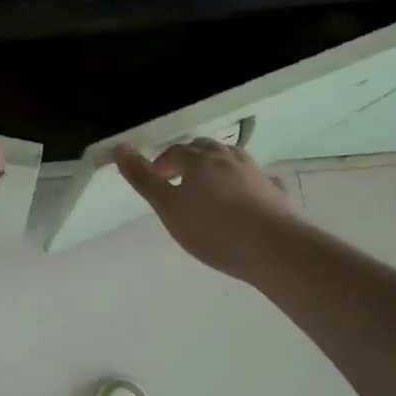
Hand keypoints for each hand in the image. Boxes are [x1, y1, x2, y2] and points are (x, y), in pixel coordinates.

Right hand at [115, 140, 298, 281]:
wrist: (273, 249)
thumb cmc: (212, 229)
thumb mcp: (168, 207)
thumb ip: (143, 179)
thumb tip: (120, 147)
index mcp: (199, 160)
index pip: (175, 152)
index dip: (162, 164)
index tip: (156, 182)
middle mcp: (228, 158)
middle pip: (204, 148)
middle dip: (189, 159)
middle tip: (179, 181)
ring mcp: (255, 173)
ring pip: (232, 158)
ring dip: (218, 165)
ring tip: (210, 185)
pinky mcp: (275, 192)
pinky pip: (258, 179)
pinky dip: (248, 182)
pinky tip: (249, 194)